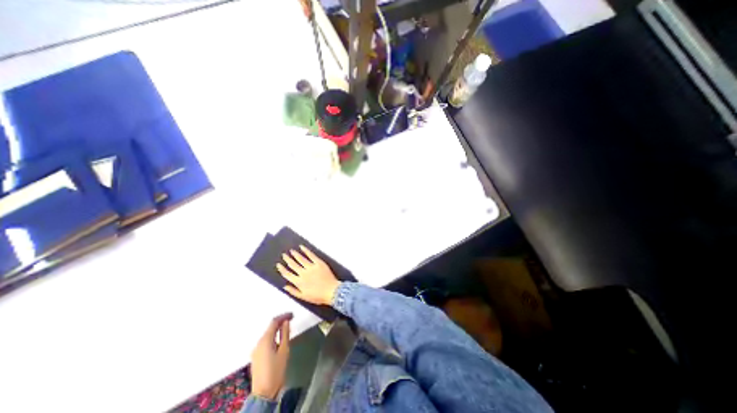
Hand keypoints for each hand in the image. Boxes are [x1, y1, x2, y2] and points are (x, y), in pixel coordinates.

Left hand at [250, 313, 291, 399]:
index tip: (292, 315)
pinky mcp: (256, 356)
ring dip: (277, 329)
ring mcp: (256, 350)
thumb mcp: (284, 350)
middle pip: (270, 327)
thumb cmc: (276, 370)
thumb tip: (286, 322)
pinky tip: (279, 338)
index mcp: (265, 340)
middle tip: (291, 319)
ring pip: (267, 334)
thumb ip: (285, 334)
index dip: (283, 316)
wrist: (263, 393)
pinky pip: (265, 341)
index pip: (274, 322)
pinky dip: (273, 336)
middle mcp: (258, 343)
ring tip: (287, 327)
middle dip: (280, 321)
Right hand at [277, 245, 342, 306]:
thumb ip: (293, 291)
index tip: (279, 265)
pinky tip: (302, 247)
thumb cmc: (318, 296)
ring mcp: (311, 267)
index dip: (282, 269)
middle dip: (288, 259)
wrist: (332, 291)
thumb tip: (285, 286)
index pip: (287, 274)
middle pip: (293, 265)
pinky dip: (306, 251)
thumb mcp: (304, 297)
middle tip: (284, 255)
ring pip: (301, 259)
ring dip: (295, 254)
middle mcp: (303, 273)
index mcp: (299, 282)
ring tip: (291, 251)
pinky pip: (311, 255)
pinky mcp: (318, 263)